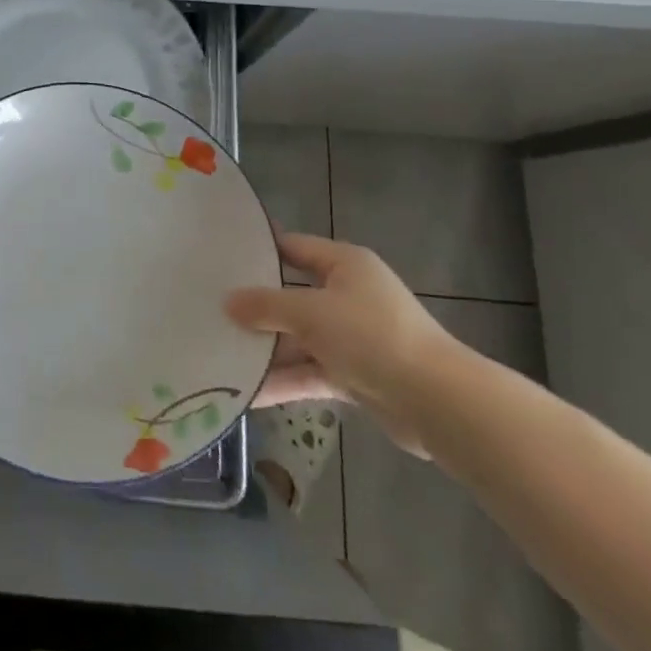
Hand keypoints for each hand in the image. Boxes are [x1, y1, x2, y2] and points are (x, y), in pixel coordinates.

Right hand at [226, 231, 464, 457]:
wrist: (438, 403)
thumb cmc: (371, 336)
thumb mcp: (311, 313)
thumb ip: (267, 306)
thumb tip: (228, 302)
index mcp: (344, 264)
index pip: (293, 247)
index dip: (260, 252)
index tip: (221, 259)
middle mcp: (348, 295)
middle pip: (293, 296)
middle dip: (257, 309)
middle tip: (212, 311)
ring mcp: (353, 337)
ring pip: (300, 339)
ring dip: (268, 351)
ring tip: (222, 356)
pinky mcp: (357, 376)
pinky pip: (312, 373)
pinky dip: (287, 382)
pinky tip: (251, 394)